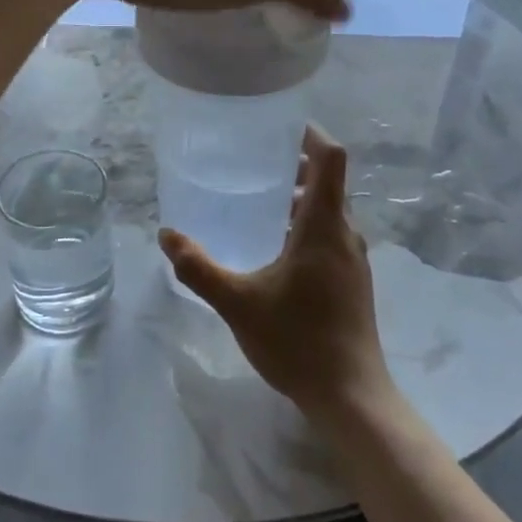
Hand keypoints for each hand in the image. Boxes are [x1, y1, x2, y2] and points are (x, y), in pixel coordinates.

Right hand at [160, 126, 392, 420]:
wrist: (351, 396)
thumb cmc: (298, 341)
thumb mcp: (238, 303)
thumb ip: (199, 267)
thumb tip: (167, 235)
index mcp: (324, 225)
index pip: (331, 158)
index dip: (310, 133)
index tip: (280, 125)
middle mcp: (346, 234)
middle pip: (329, 182)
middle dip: (296, 166)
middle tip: (255, 161)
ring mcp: (354, 260)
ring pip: (330, 211)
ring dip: (301, 198)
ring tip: (259, 201)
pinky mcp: (354, 282)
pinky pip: (332, 236)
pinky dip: (307, 225)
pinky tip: (275, 249)